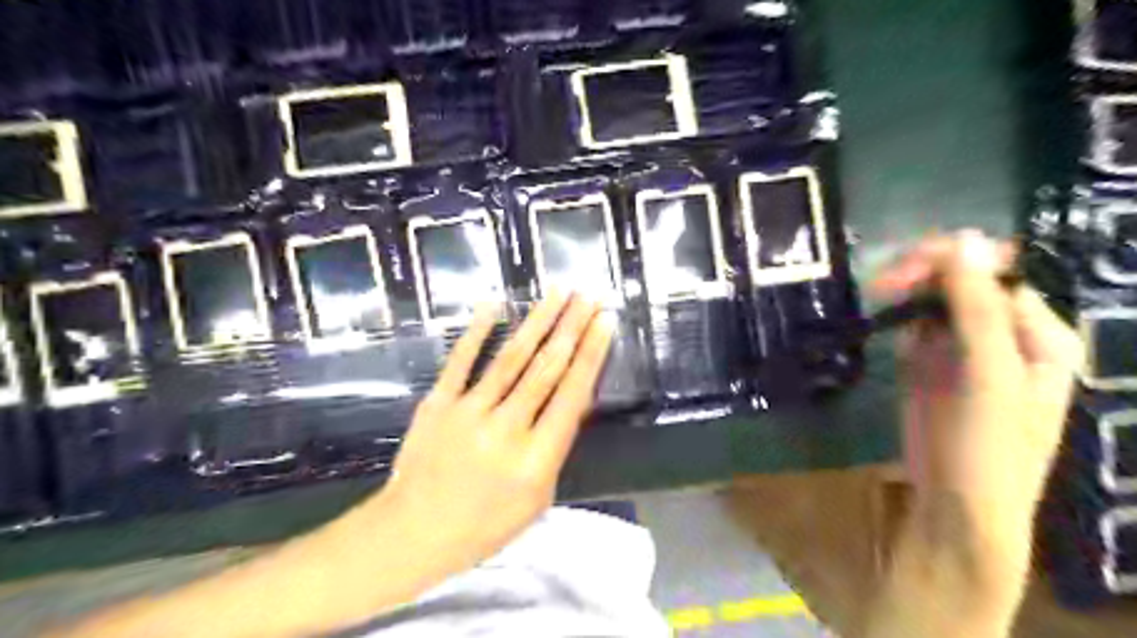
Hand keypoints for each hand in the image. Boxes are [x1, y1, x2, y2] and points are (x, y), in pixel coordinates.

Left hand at [377, 294, 616, 572]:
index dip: (591, 354)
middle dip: (571, 327)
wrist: (414, 532)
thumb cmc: (485, 524)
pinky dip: (478, 331)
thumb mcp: (538, 497)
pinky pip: (461, 360)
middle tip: (589, 297)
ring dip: (538, 322)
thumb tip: (571, 400)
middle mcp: (506, 429)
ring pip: (511, 357)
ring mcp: (468, 412)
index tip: (605, 322)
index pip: (572, 395)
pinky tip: (494, 305)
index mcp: (536, 458)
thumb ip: (556, 447)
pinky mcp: (437, 403)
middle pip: (546, 368)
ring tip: (558, 293)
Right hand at [872, 228, 1082, 632]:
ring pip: (934, 303)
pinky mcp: (929, 365)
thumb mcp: (989, 375)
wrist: (955, 507)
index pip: (995, 275)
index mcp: (1038, 334)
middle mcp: (1003, 335)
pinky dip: (899, 322)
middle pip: (962, 283)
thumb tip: (965, 237)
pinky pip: (915, 327)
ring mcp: (963, 350)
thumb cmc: (989, 447)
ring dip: (907, 295)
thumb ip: (977, 308)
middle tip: (882, 284)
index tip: (906, 267)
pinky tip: (888, 325)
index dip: (953, 262)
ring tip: (880, 298)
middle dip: (924, 276)